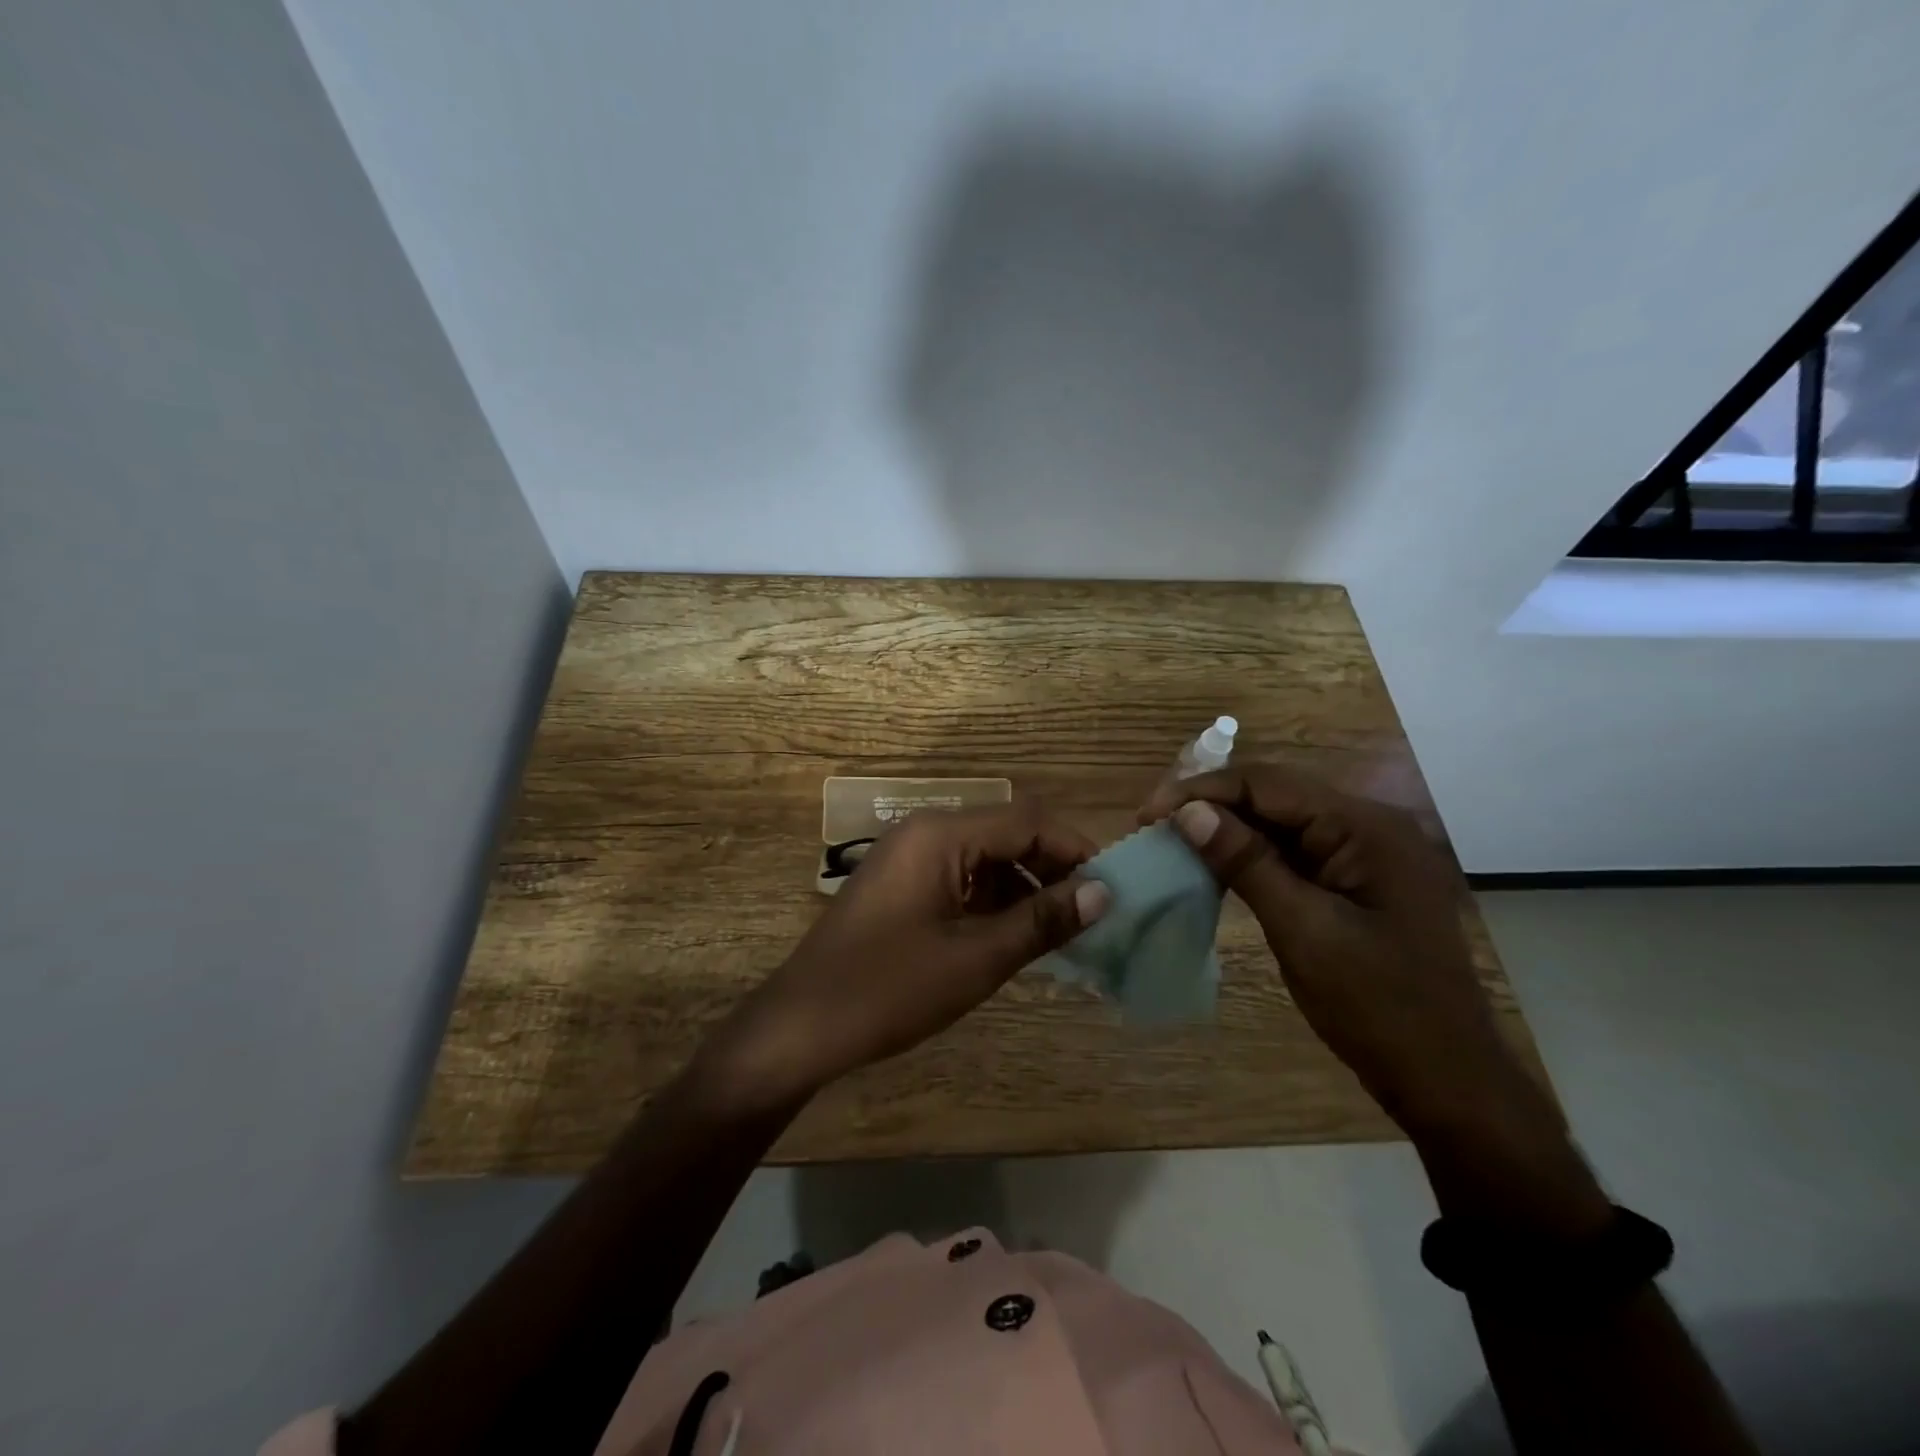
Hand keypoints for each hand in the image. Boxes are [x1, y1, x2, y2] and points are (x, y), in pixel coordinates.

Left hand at [701, 801, 1109, 1108]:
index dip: (1077, 849)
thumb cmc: (889, 989)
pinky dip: (994, 901)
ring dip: (1026, 887)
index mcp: (941, 834)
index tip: (1115, 887)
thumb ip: (1042, 920)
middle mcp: (926, 832)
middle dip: (1054, 868)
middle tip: (1095, 914)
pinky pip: (962, 878)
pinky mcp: (903, 884)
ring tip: (1064, 931)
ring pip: (987, 858)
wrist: (802, 1025)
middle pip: (1008, 834)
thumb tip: (1105, 893)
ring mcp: (910, 857)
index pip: (1028, 821)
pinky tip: (1018, 935)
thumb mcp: (976, 958)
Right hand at [1139, 765, 1534, 1135]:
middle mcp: (1367, 827)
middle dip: (1211, 806)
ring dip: (1226, 830)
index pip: (1268, 784)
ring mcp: (1363, 856)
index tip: (1149, 814)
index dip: (1203, 791)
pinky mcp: (1353, 883)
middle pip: (1274, 796)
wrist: (1447, 1080)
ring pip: (1279, 824)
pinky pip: (1292, 854)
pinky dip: (1250, 858)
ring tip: (1172, 843)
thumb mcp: (1304, 930)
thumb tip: (1188, 812)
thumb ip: (1246, 863)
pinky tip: (1214, 869)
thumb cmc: (1378, 1006)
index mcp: (1365, 827)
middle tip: (1153, 827)